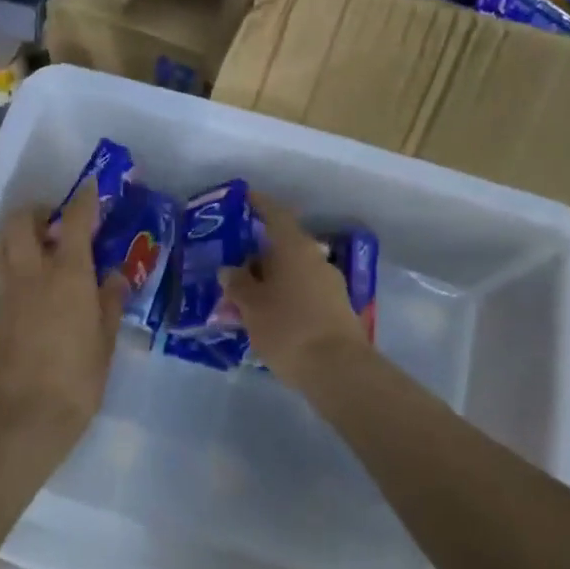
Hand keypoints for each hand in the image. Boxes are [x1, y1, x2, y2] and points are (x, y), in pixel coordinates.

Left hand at [0, 183, 129, 435]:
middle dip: (35, 210)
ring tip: (38, 249)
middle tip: (53, 221)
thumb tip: (113, 277)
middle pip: (19, 222)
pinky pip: (1, 277)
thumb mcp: (105, 340)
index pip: (74, 221)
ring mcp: (7, 293)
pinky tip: (32, 290)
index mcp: (67, 275)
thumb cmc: (78, 379)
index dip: (84, 200)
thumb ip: (109, 301)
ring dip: (16, 235)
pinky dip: (14, 268)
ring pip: (2, 245)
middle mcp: (32, 274)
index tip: (90, 187)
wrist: (25, 418)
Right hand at [223, 193, 373, 385]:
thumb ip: (238, 284)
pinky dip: (284, 298)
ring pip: (292, 273)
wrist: (339, 370)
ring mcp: (330, 284)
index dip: (260, 204)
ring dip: (270, 281)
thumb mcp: (251, 306)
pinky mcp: (337, 309)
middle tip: (233, 271)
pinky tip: (268, 319)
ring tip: (245, 302)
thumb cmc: (288, 328)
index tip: (245, 198)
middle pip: (283, 247)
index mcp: (294, 248)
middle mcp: (316, 258)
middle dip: (257, 257)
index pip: (275, 215)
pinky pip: (303, 293)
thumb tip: (230, 269)